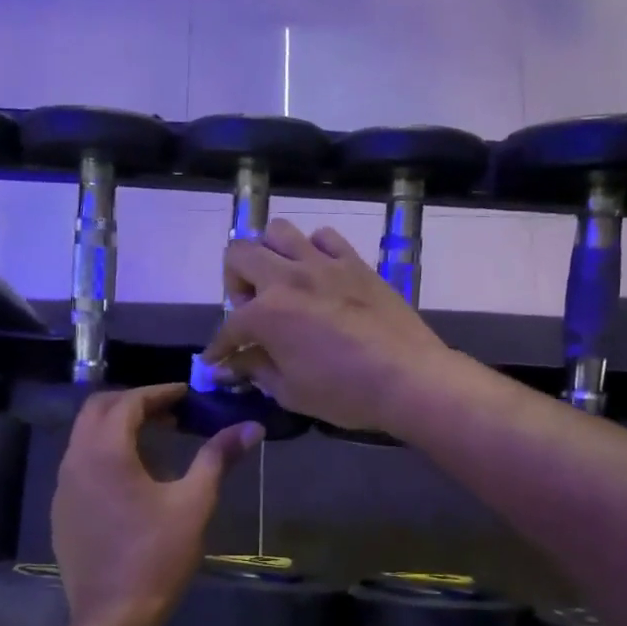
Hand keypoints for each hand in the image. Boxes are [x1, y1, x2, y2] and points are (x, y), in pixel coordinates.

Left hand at [50, 385, 260, 625]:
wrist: (112, 617)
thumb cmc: (156, 556)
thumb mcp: (194, 503)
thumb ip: (218, 457)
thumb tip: (251, 426)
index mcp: (105, 452)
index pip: (128, 402)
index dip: (159, 393)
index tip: (187, 394)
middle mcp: (75, 461)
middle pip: (98, 410)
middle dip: (133, 403)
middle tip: (170, 412)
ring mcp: (63, 487)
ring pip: (85, 437)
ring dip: (117, 427)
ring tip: (155, 439)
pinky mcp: (61, 511)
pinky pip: (80, 464)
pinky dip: (104, 453)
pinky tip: (131, 477)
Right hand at [203, 220, 454, 434]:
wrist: (409, 378)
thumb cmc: (345, 393)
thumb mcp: (290, 391)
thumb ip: (256, 370)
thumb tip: (232, 365)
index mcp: (267, 312)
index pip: (229, 327)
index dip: (219, 348)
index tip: (217, 362)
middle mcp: (288, 277)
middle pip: (239, 254)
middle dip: (234, 282)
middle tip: (249, 310)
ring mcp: (324, 263)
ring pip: (279, 232)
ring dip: (269, 254)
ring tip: (280, 282)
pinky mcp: (355, 262)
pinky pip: (324, 237)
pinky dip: (313, 249)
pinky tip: (318, 273)